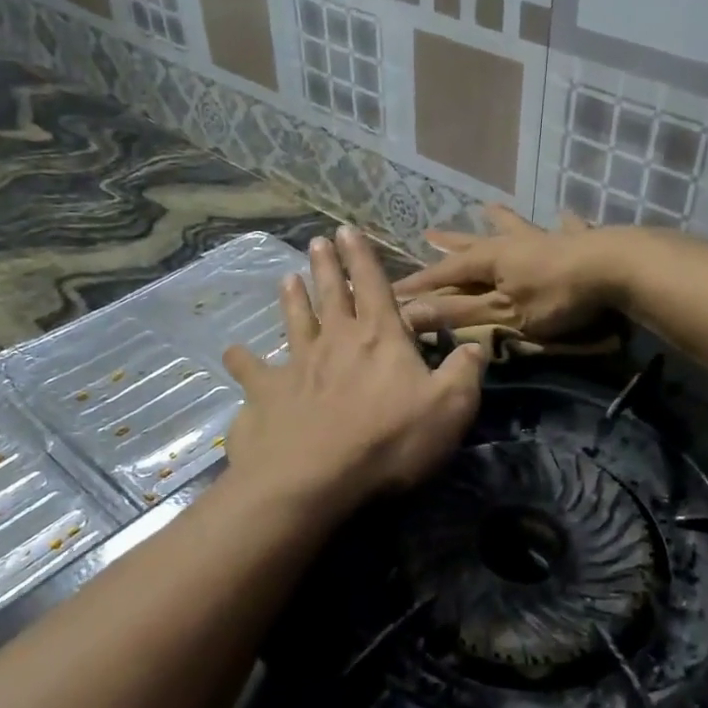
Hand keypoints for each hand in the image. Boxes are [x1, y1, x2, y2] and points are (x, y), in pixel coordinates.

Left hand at [222, 227, 486, 514]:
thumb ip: (464, 372)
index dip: (362, 256)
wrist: (316, 478)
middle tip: (317, 241)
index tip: (348, 229)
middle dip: (326, 266)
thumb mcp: (450, 408)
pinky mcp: (266, 393)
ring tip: (287, 278)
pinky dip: (241, 359)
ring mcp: (297, 364)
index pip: (372, 285)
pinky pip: (251, 370)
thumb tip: (476, 345)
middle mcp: (336, 340)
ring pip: (294, 320)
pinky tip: (232, 351)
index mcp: (380, 337)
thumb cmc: (389, 441)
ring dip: (292, 298)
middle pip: (331, 294)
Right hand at [392, 205, 623, 338]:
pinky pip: (567, 230)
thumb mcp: (503, 314)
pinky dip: (563, 225)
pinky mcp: (579, 242)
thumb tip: (409, 314)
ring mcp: (546, 240)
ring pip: (516, 228)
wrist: (615, 269)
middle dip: (451, 243)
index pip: (446, 273)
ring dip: (500, 220)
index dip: (421, 284)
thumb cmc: (555, 297)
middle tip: (429, 233)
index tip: (396, 292)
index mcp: (491, 261)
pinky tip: (566, 216)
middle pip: (474, 243)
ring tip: (488, 208)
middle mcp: (514, 244)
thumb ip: (460, 314)